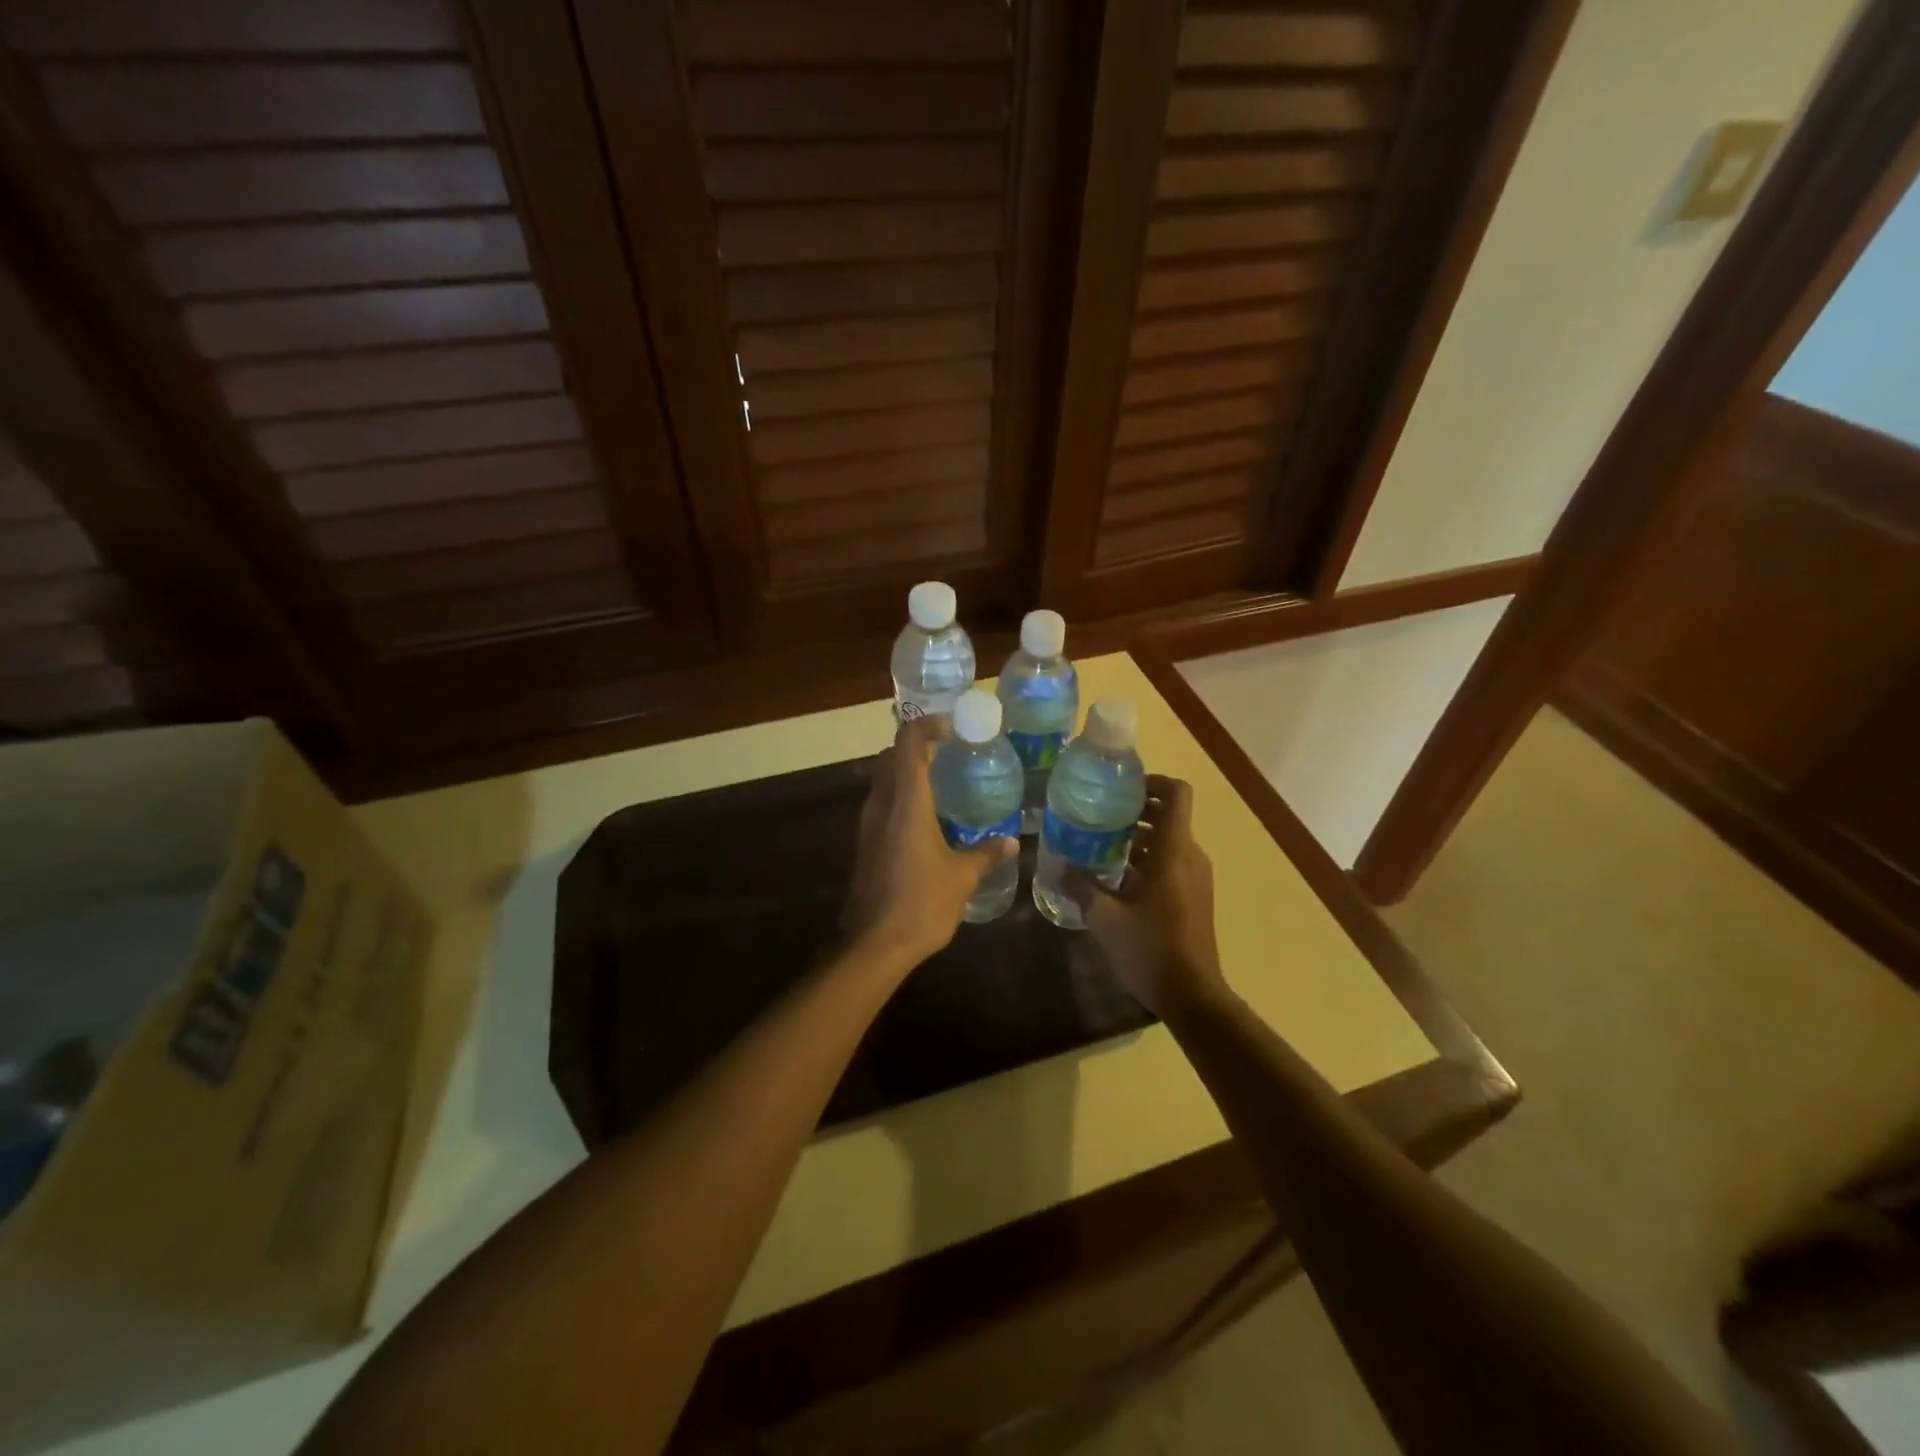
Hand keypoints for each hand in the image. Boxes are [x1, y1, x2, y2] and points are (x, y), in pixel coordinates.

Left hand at [842, 716, 1017, 967]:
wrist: (875, 945)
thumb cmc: (922, 903)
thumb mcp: (962, 877)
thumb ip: (985, 853)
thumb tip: (1011, 841)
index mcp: (906, 802)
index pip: (908, 743)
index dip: (928, 726)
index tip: (953, 728)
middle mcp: (881, 805)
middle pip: (891, 756)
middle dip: (918, 746)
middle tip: (951, 754)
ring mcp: (868, 825)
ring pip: (883, 780)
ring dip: (908, 772)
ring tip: (943, 783)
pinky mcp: (864, 844)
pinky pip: (881, 804)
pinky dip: (901, 797)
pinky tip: (927, 819)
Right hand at [1067, 775, 1224, 1016]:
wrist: (1192, 995)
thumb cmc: (1149, 948)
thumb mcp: (1105, 917)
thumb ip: (1081, 886)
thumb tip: (1059, 865)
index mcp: (1173, 850)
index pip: (1176, 793)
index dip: (1152, 782)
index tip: (1121, 788)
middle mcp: (1190, 856)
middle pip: (1169, 814)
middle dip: (1136, 810)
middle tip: (1100, 815)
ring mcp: (1196, 877)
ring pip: (1169, 840)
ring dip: (1139, 837)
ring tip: (1101, 846)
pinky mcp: (1195, 896)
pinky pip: (1172, 862)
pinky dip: (1147, 859)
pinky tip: (1117, 879)